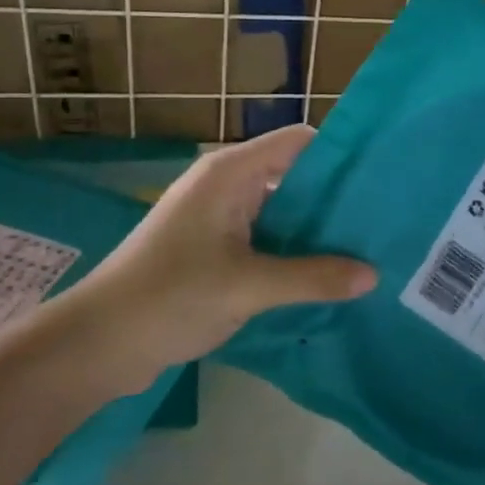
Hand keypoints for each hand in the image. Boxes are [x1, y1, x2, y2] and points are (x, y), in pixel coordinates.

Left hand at [51, 125, 375, 391]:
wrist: (99, 342)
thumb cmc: (170, 296)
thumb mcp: (248, 287)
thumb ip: (313, 277)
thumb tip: (373, 275)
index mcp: (231, 173)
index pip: (299, 142)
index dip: (340, 155)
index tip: (383, 178)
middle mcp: (228, 185)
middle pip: (295, 177)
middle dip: (336, 200)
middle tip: (385, 222)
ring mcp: (220, 218)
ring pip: (283, 213)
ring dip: (317, 231)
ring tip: (369, 249)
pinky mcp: (216, 249)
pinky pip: (267, 239)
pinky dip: (294, 253)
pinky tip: (329, 275)